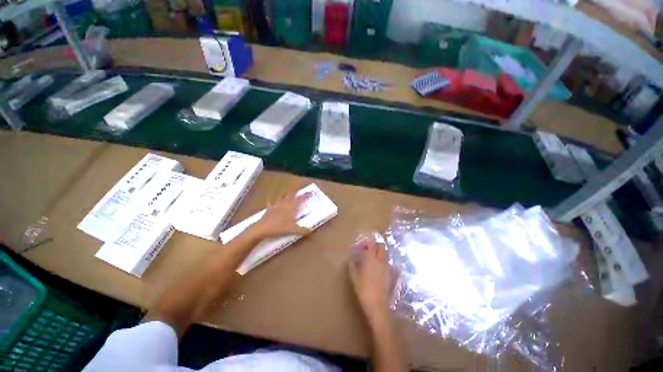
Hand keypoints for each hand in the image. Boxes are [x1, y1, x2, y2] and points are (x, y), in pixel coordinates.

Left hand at [252, 192, 311, 238]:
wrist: (262, 228)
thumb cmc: (278, 228)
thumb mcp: (292, 230)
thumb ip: (302, 230)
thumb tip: (310, 230)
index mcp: (290, 209)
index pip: (300, 200)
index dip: (305, 196)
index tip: (311, 191)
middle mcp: (283, 205)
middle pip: (291, 197)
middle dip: (296, 193)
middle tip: (299, 189)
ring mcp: (275, 206)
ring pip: (282, 198)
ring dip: (286, 195)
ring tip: (288, 193)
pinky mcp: (269, 210)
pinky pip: (271, 204)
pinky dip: (272, 202)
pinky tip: (271, 201)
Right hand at [349, 242, 392, 327]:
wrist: (377, 303)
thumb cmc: (363, 290)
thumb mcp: (354, 278)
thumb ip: (353, 266)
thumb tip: (352, 259)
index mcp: (371, 260)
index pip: (371, 245)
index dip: (366, 243)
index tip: (360, 247)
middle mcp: (381, 261)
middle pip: (381, 246)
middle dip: (375, 245)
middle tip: (367, 251)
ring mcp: (388, 267)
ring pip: (386, 254)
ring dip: (379, 253)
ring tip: (371, 260)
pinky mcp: (391, 273)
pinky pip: (388, 263)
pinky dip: (383, 262)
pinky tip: (377, 268)